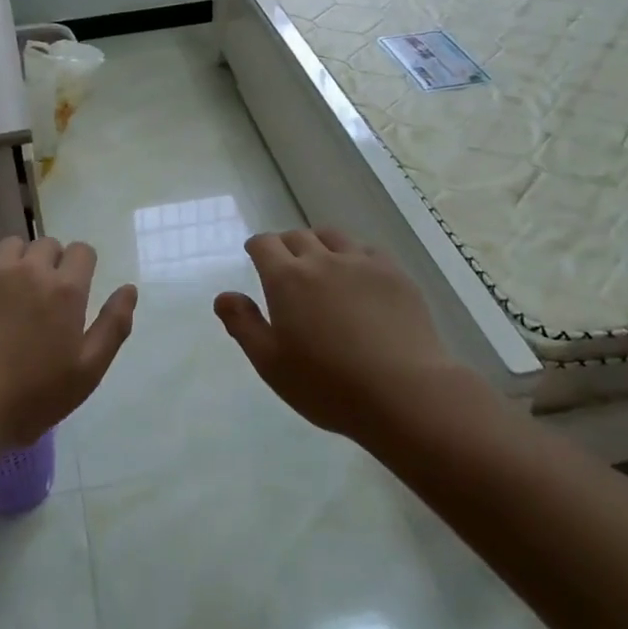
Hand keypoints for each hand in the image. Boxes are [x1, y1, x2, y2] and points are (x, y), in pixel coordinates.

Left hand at [0, 236, 136, 450]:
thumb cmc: (29, 398)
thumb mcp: (86, 373)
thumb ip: (113, 327)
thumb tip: (129, 288)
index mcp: (65, 290)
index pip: (82, 251)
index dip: (81, 269)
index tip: (72, 296)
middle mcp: (30, 268)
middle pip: (48, 244)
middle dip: (50, 265)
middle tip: (40, 301)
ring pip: (14, 244)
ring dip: (18, 262)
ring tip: (9, 295)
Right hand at [214, 228, 497, 444]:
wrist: (403, 392)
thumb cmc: (327, 384)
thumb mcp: (270, 363)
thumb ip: (243, 324)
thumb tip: (224, 296)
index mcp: (286, 278)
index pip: (264, 244)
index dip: (257, 247)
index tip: (256, 256)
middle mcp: (322, 260)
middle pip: (298, 236)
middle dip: (286, 246)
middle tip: (286, 268)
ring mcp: (362, 264)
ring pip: (334, 237)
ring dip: (320, 245)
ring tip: (322, 266)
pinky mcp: (395, 275)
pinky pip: (367, 250)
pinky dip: (354, 256)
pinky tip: (359, 278)